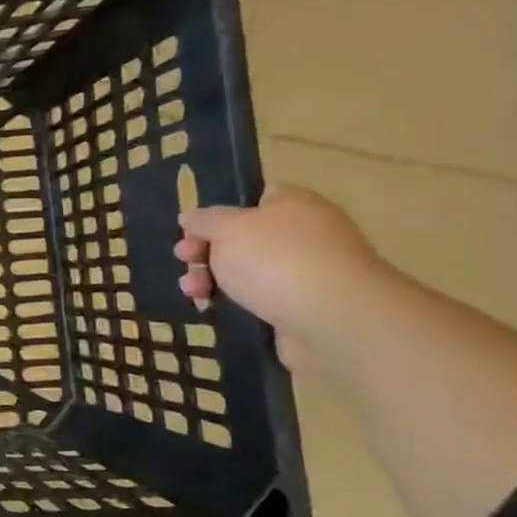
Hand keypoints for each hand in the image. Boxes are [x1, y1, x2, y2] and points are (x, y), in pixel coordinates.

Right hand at [176, 186, 390, 368]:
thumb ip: (204, 220)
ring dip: (211, 278)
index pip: (253, 196)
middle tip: (184, 259)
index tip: (190, 228)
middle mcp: (303, 233)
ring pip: (245, 270)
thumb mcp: (227, 228)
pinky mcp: (301, 306)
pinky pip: (257, 298)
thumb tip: (192, 217)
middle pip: (242, 236)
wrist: (332, 319)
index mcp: (293, 204)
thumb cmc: (276, 259)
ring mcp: (305, 272)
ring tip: (193, 292)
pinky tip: (210, 308)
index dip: (217, 210)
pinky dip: (232, 303)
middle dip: (206, 250)